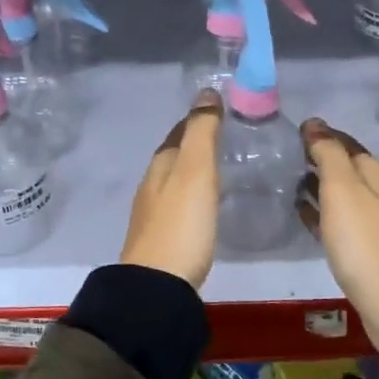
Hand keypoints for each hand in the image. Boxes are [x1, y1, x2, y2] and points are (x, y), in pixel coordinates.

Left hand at [119, 89, 223, 289]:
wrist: (158, 286)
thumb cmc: (181, 224)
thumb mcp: (195, 172)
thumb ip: (202, 133)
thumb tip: (206, 92)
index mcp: (160, 165)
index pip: (178, 133)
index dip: (197, 120)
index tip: (219, 110)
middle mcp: (152, 185)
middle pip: (174, 156)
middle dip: (195, 145)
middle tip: (226, 138)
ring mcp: (154, 214)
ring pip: (175, 181)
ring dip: (194, 171)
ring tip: (220, 169)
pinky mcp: (163, 239)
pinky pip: (179, 205)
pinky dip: (193, 196)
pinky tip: (206, 206)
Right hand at [297, 119, 378, 358]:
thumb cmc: (364, 242)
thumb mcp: (342, 189)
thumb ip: (328, 154)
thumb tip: (314, 123)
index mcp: (375, 174)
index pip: (346, 143)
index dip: (322, 135)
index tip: (293, 131)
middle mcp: (378, 194)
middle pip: (345, 167)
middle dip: (319, 158)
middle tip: (286, 155)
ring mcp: (372, 223)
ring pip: (341, 194)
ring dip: (318, 185)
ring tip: (288, 182)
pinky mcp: (364, 249)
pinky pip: (337, 220)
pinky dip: (320, 212)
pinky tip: (302, 214)